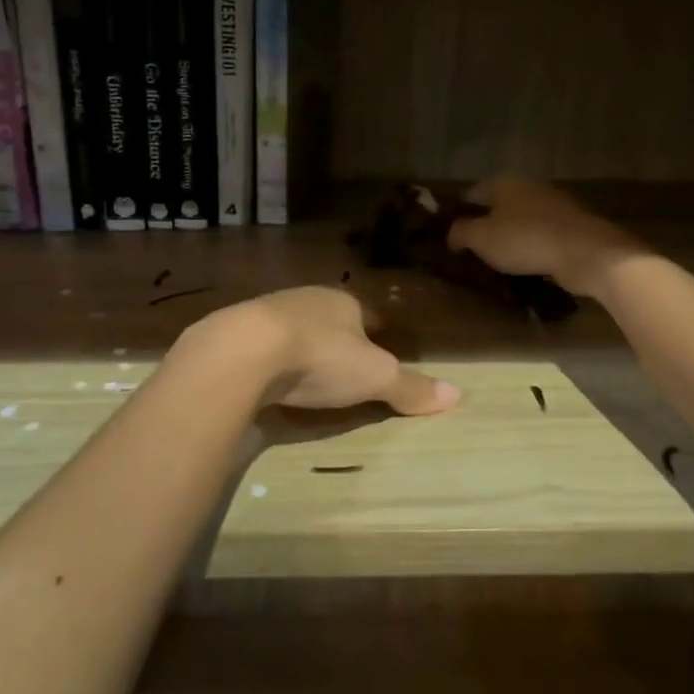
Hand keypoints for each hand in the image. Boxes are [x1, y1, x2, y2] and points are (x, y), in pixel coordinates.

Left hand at [188, 288, 460, 415]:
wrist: (242, 350)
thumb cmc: (320, 357)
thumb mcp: (374, 377)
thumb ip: (411, 387)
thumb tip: (458, 395)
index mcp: (344, 302)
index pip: (367, 315)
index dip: (376, 333)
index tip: (381, 348)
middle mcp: (306, 298)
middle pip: (330, 319)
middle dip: (337, 339)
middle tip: (344, 365)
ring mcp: (267, 312)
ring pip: (294, 328)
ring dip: (301, 346)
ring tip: (306, 373)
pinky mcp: (235, 332)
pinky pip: (261, 345)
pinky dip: (269, 358)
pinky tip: (268, 376)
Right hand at [446, 177, 643, 297]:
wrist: (586, 252)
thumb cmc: (526, 240)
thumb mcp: (481, 238)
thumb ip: (460, 232)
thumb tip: (452, 234)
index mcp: (504, 182)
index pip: (470, 194)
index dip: (457, 215)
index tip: (450, 238)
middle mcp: (528, 186)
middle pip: (497, 206)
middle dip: (485, 226)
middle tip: (473, 253)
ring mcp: (553, 204)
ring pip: (520, 220)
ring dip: (510, 238)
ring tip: (499, 263)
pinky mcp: (571, 225)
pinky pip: (541, 235)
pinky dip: (532, 247)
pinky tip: (527, 266)